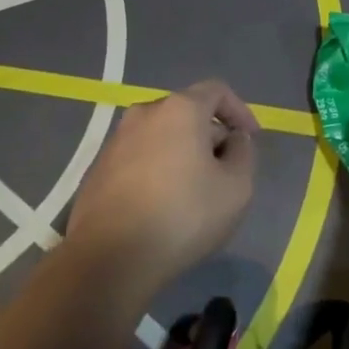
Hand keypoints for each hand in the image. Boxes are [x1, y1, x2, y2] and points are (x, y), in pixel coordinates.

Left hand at [65, 80, 258, 287]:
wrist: (110, 257)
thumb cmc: (183, 216)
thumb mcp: (237, 187)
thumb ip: (243, 153)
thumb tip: (232, 139)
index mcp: (179, 109)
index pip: (216, 91)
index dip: (240, 111)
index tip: (251, 139)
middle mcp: (143, 114)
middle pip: (187, 113)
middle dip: (211, 136)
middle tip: (226, 171)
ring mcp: (115, 141)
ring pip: (161, 137)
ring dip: (183, 154)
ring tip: (195, 192)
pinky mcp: (98, 169)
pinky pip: (139, 158)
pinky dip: (158, 170)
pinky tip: (163, 205)